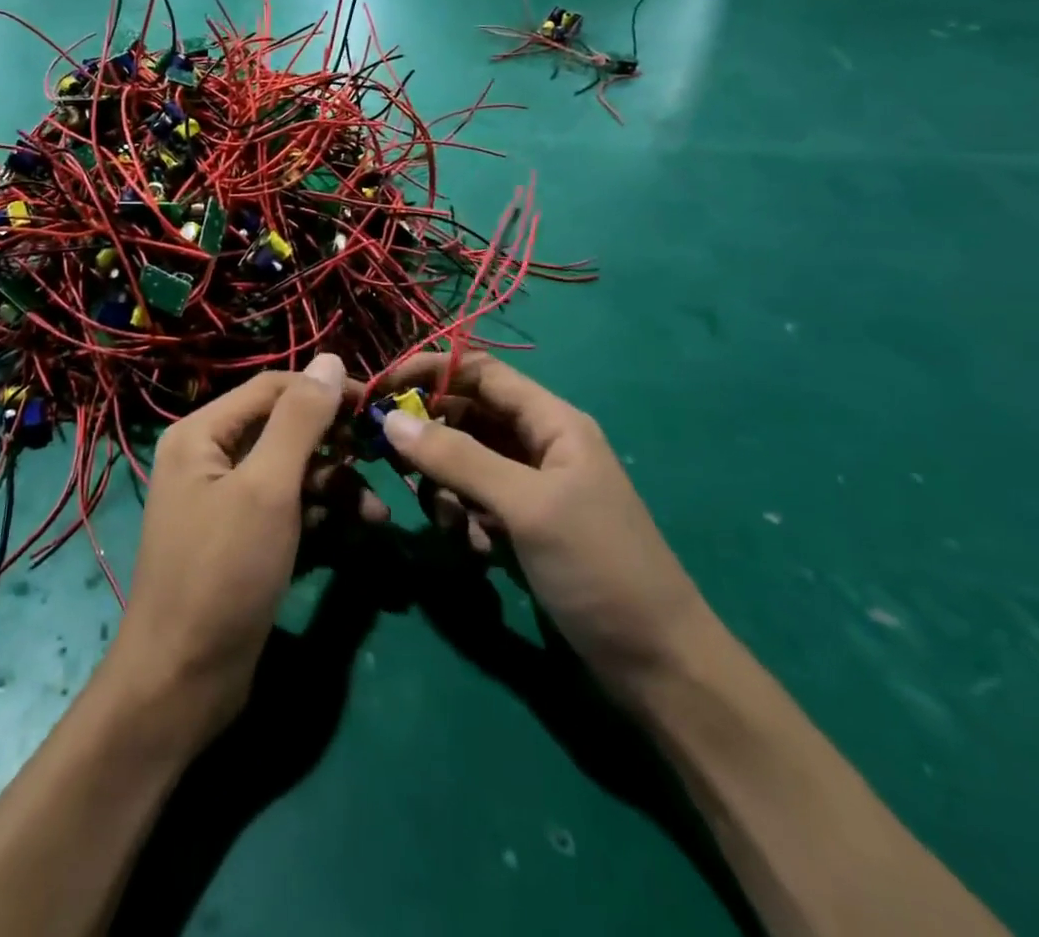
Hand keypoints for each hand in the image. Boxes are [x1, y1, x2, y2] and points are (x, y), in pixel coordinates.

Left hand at [108, 355, 385, 737]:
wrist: (182, 682)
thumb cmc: (223, 573)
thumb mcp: (267, 489)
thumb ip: (300, 421)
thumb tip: (331, 359)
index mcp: (202, 433)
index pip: (273, 388)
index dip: (325, 391)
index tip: (377, 406)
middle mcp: (210, 457)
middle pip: (283, 428)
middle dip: (333, 443)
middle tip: (380, 457)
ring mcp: (226, 500)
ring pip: (291, 470)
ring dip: (335, 485)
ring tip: (376, 512)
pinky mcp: (244, 538)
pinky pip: (288, 507)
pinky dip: (320, 514)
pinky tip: (357, 530)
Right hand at [380, 353, 709, 689]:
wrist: (658, 666)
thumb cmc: (598, 567)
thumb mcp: (526, 506)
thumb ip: (458, 459)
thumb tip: (391, 420)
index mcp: (552, 422)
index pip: (480, 372)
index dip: (429, 372)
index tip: (380, 391)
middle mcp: (539, 445)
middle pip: (467, 416)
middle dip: (430, 437)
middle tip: (393, 464)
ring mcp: (530, 489)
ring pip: (465, 463)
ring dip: (446, 488)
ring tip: (455, 526)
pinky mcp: (522, 527)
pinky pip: (474, 504)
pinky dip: (464, 521)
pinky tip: (478, 553)